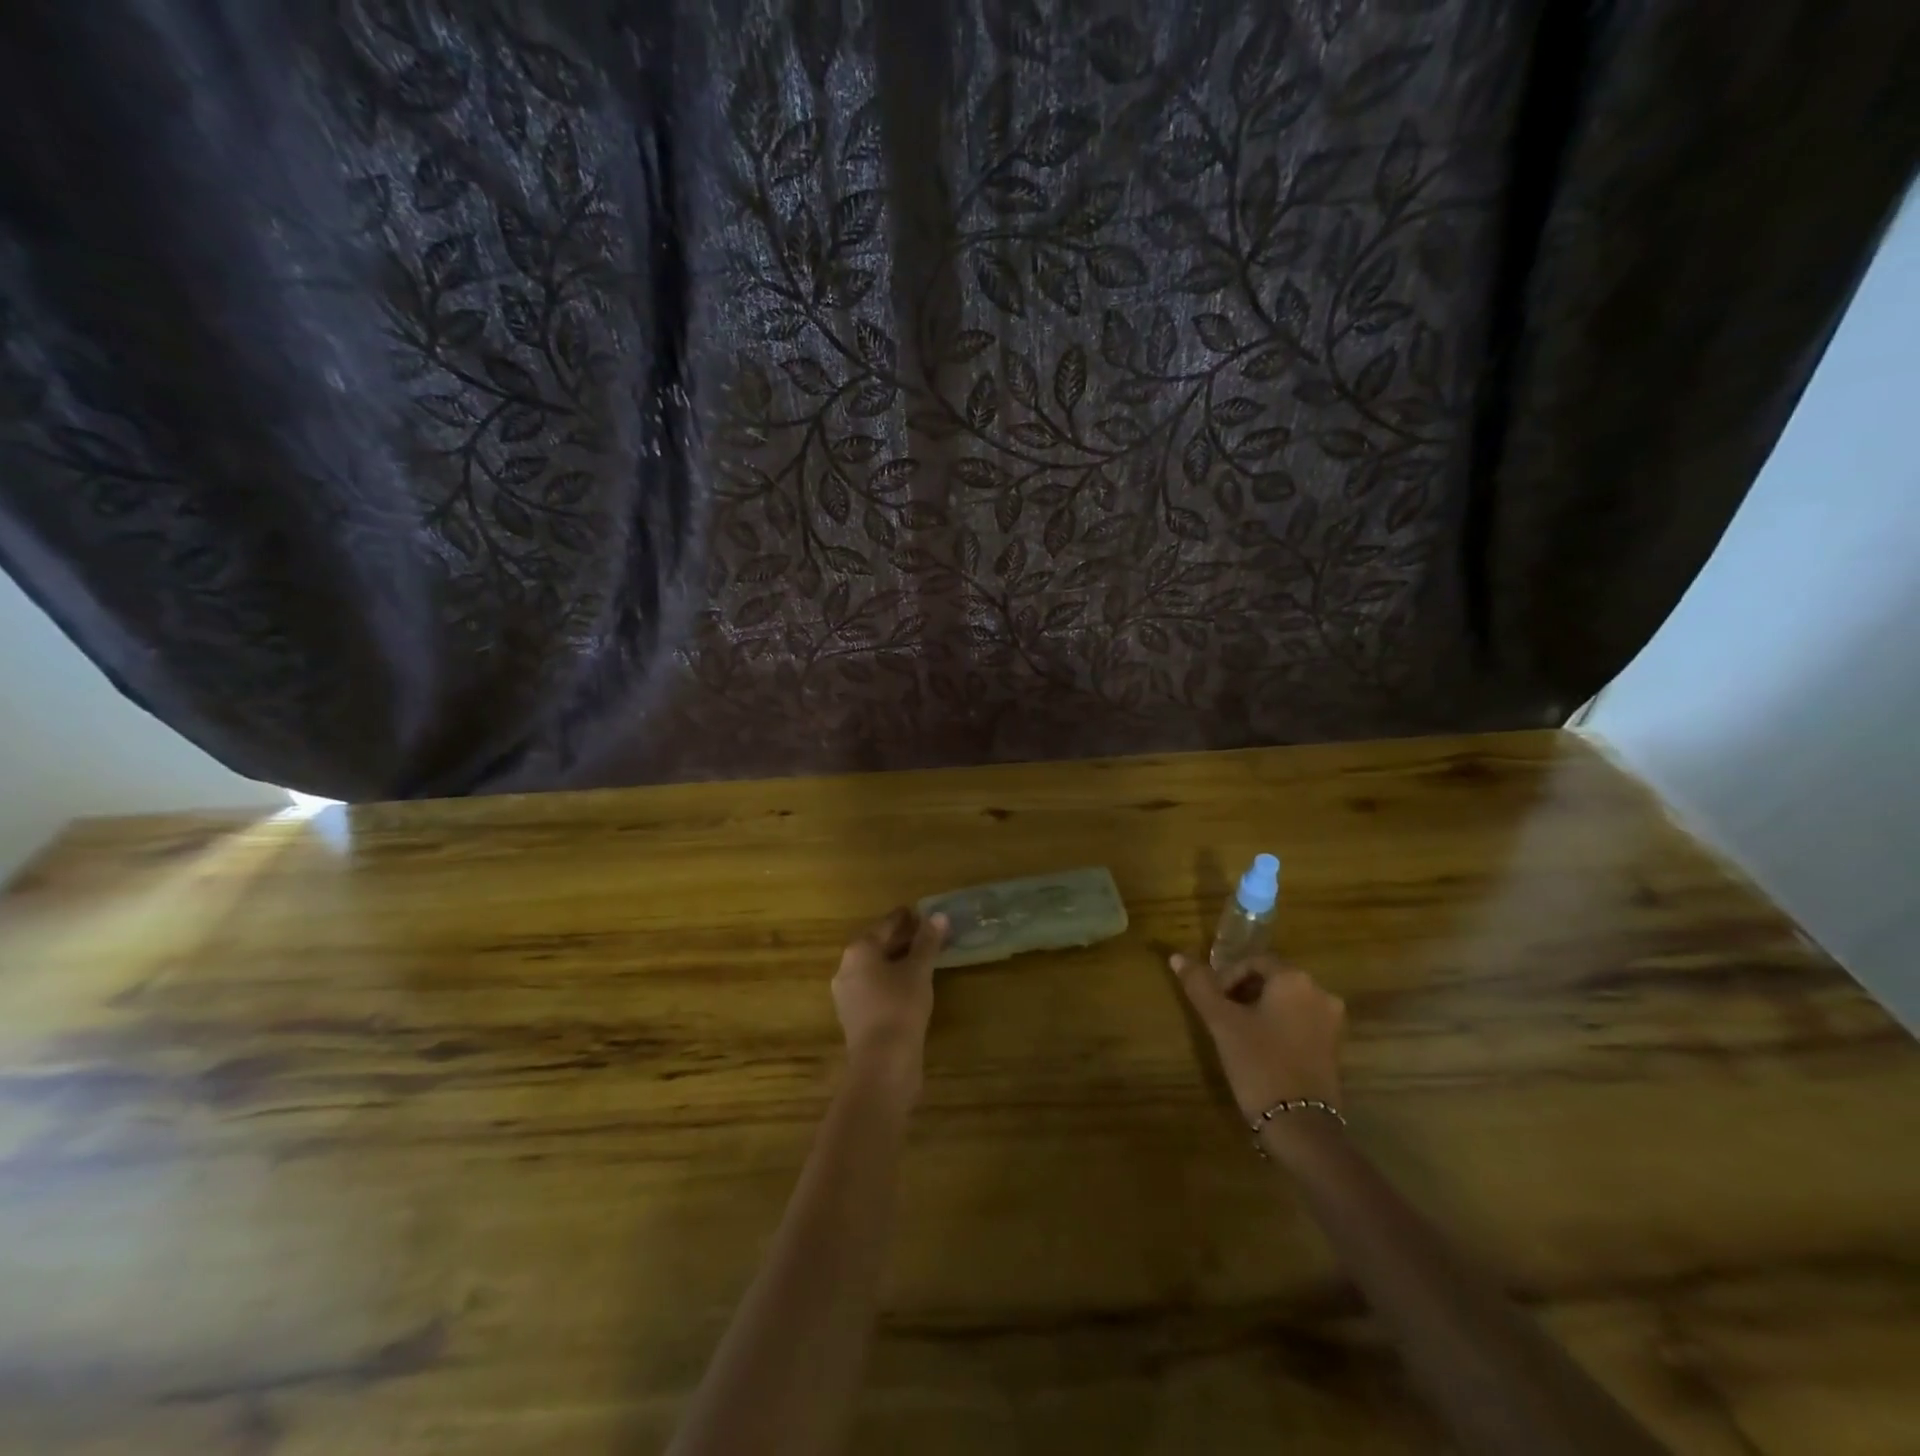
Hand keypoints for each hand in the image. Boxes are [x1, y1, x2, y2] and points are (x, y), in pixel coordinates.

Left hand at [832, 908, 948, 1091]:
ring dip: (896, 961)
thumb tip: (938, 916)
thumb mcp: (919, 971)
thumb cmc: (900, 1007)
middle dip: (901, 939)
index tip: (921, 913)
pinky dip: (890, 981)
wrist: (882, 1063)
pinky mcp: (854, 1016)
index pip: (885, 924)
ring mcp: (847, 994)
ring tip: (922, 959)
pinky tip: (909, 986)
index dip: (905, 918)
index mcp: (859, 950)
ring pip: (875, 968)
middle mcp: (846, 968)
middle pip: (877, 945)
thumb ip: (928, 942)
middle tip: (926, 934)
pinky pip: (874, 987)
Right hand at [1170, 953, 1345, 1122]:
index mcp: (1294, 979)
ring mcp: (1332, 1022)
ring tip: (1238, 1033)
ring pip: (1287, 1001)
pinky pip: (1301, 1022)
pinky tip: (1261, 1049)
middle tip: (1222, 1016)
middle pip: (1273, 979)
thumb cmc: (1258, 1063)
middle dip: (1244, 992)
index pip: (1254, 961)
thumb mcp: (1222, 1022)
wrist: (1300, 1126)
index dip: (1228, 977)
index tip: (1213, 1002)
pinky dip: (1279, 1026)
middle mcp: (1320, 992)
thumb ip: (1200, 986)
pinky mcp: (1335, 1047)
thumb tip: (1176, 957)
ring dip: (1260, 1009)